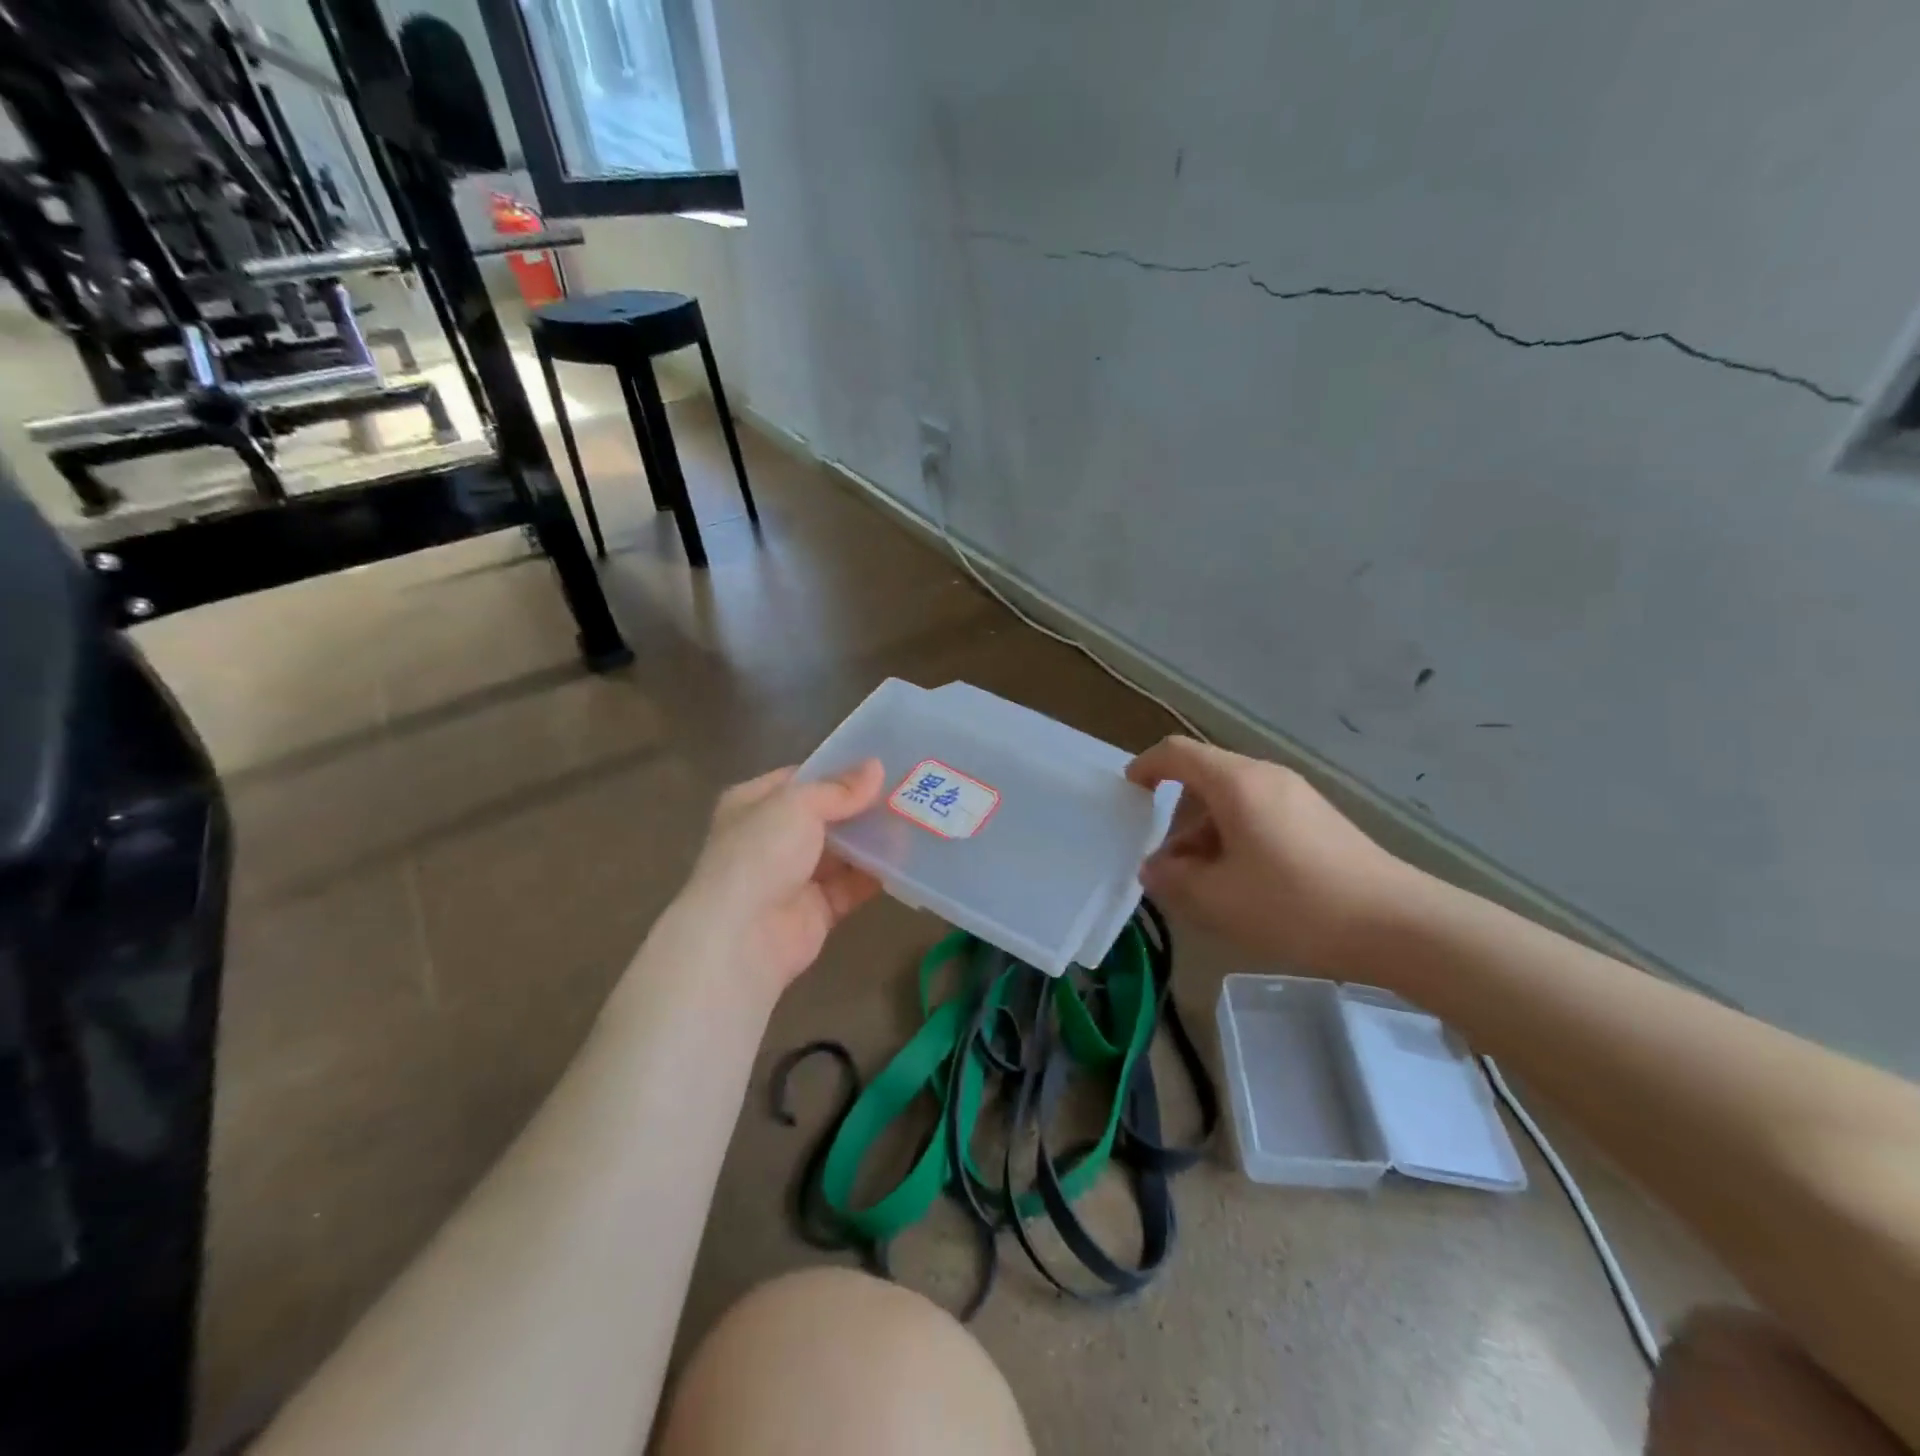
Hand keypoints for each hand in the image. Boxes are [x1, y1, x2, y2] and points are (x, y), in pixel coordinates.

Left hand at [676, 759, 886, 992]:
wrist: (744, 935)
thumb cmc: (761, 853)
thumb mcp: (798, 805)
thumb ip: (839, 789)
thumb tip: (876, 767)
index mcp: (753, 804)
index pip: (799, 780)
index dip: (836, 772)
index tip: (878, 766)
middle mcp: (770, 838)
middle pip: (823, 817)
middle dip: (860, 808)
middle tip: (905, 792)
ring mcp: (792, 877)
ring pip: (840, 852)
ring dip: (871, 841)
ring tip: (912, 822)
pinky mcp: (815, 910)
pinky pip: (850, 886)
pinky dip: (873, 875)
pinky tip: (904, 861)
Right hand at [1126, 736, 1413, 971]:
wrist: (1398, 925)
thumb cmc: (1296, 904)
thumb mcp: (1218, 898)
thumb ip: (1172, 879)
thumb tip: (1154, 867)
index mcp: (1237, 783)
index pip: (1177, 753)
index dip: (1146, 768)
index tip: (1128, 795)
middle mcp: (1266, 777)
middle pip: (1204, 778)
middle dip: (1176, 818)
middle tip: (1168, 865)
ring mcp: (1297, 796)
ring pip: (1232, 800)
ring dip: (1206, 834)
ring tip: (1205, 883)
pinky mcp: (1318, 820)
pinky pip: (1260, 815)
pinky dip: (1236, 838)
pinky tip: (1244, 884)